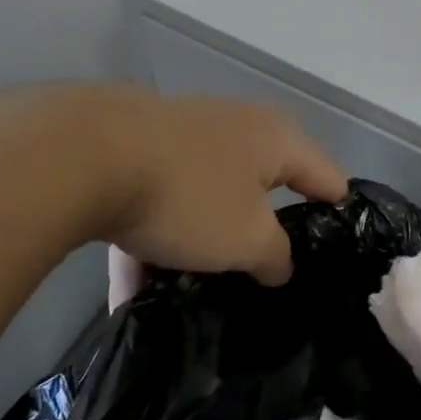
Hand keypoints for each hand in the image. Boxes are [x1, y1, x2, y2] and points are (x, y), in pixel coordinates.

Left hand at [65, 84, 346, 285]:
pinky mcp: (134, 151)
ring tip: (195, 292)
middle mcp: (235, 127)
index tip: (335, 255)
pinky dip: (150, 244)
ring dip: (200, 243)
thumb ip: (276, 256)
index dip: (337, 215)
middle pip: (263, 187)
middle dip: (263, 231)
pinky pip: (155, 204)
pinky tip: (133, 292)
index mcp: (276, 139)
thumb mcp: (248, 238)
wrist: (83, 155)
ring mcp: (182, 135)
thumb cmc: (190, 195)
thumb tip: (279, 264)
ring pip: (204, 199)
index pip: (328, 178)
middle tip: (266, 276)